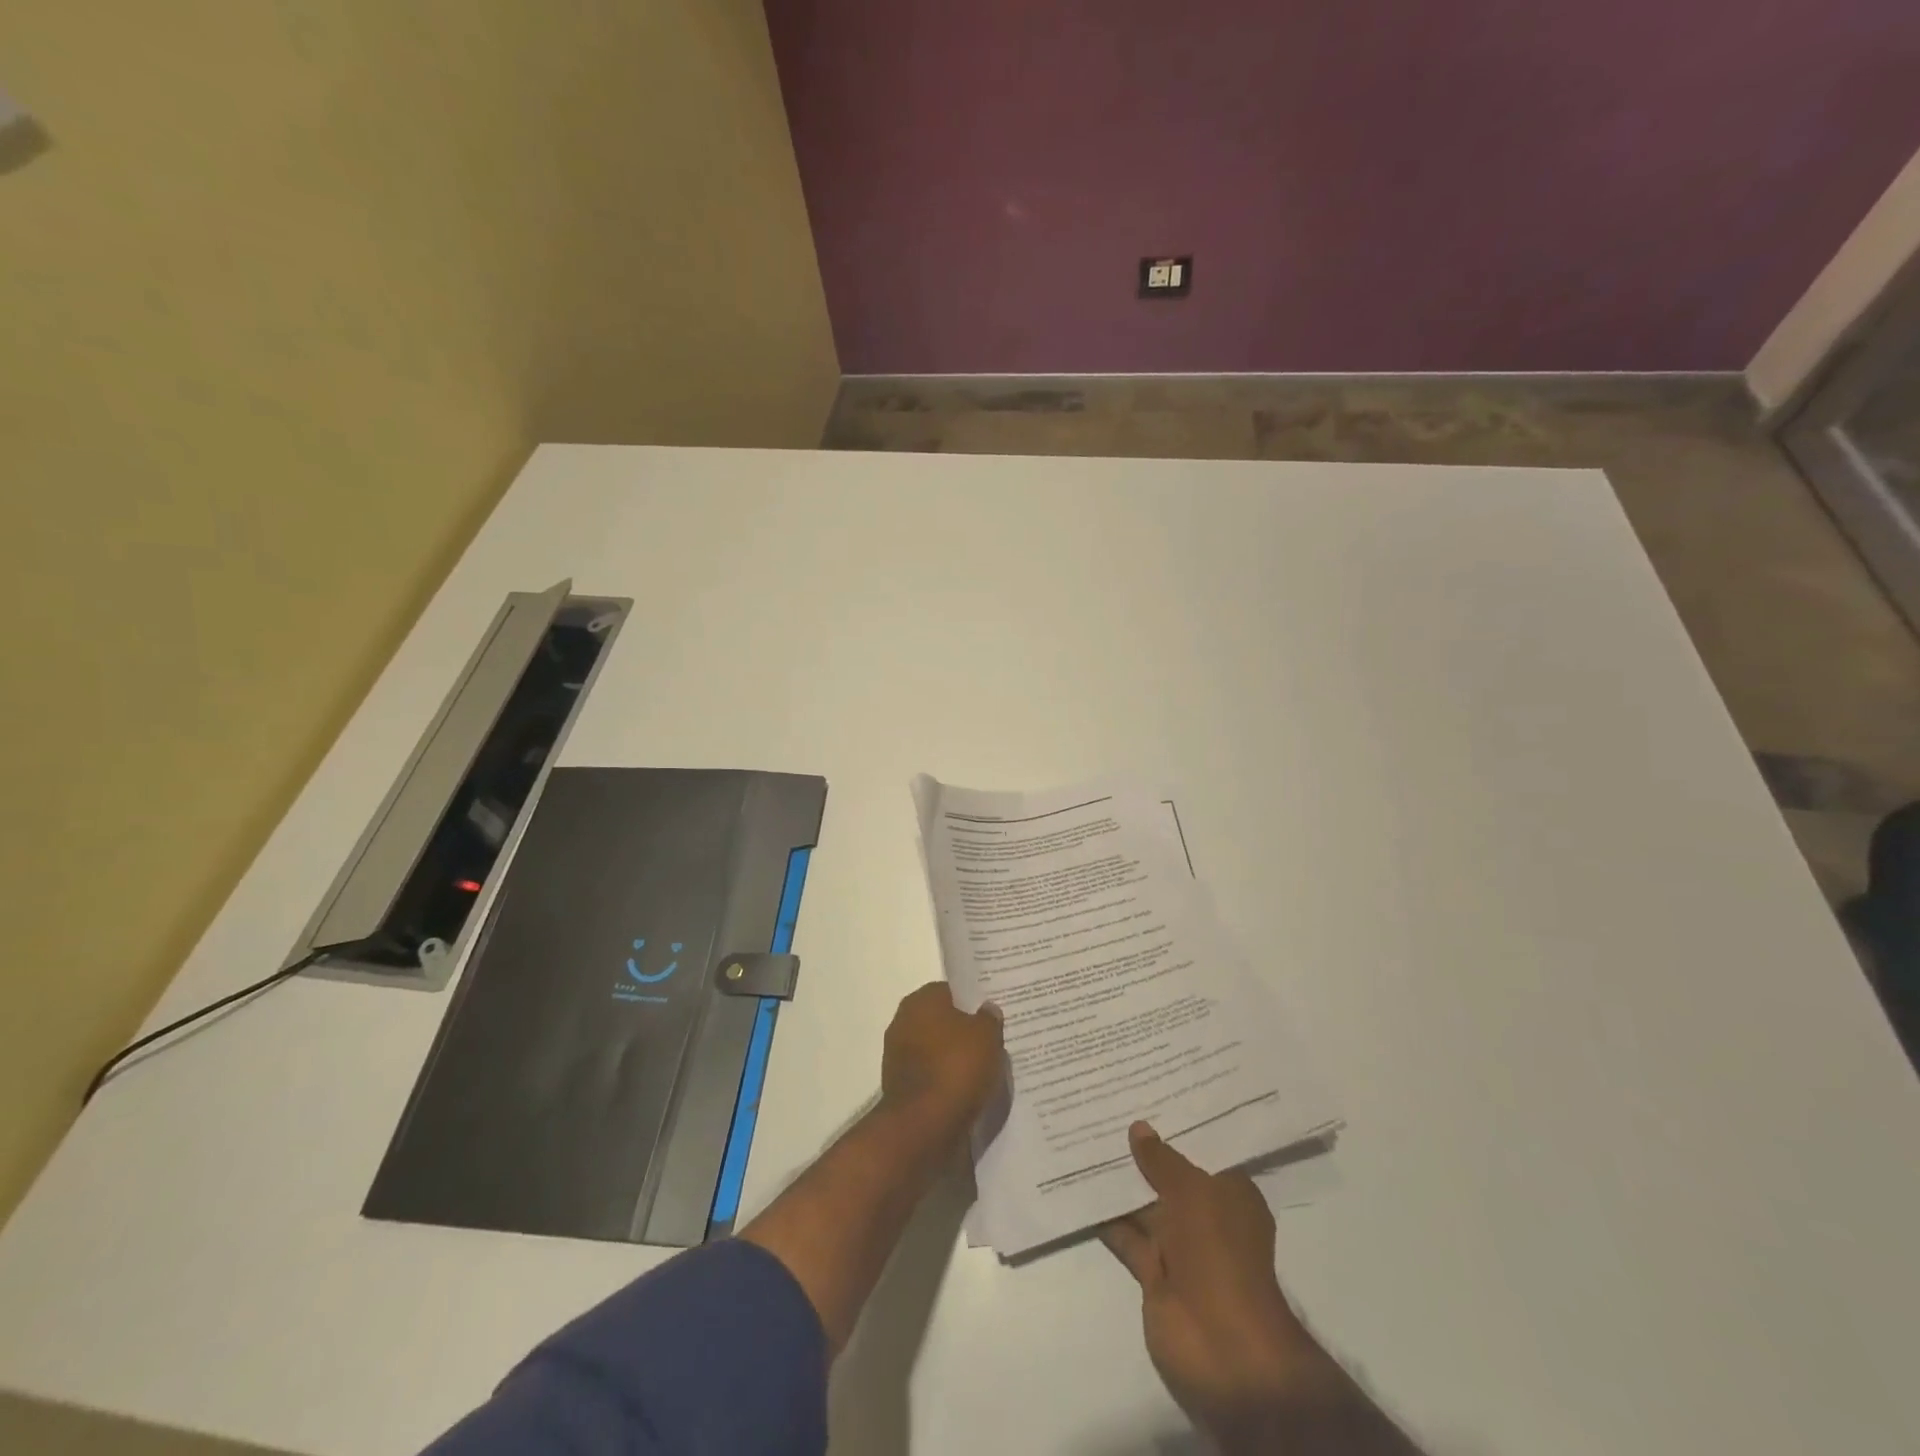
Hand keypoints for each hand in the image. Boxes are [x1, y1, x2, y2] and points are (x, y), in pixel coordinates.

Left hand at [878, 983, 1003, 1149]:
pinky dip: (945, 1082)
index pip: (950, 992)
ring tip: (984, 1070)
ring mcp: (898, 1056)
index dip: (972, 1002)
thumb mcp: (986, 1036)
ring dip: (954, 1058)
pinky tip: (966, 1091)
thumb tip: (987, 1009)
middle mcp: (903, 1021)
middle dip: (963, 1031)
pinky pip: (930, 1076)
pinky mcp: (899, 1087)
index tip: (991, 1015)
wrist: (923, 1126)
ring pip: (935, 1050)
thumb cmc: (955, 1068)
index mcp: (921, 1000)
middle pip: (941, 1021)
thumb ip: (989, 1018)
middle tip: (991, 1042)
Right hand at [1100, 1123, 1348, 1444]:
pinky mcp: (1154, 1273)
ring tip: (1086, 1137)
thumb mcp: (1192, 1191)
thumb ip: (1162, 1159)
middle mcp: (1207, 1217)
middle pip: (1171, 1176)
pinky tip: (1080, 1186)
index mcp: (1231, 1195)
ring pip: (1145, 1205)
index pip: (1204, 1151)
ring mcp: (1180, 1247)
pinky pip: (1127, 1236)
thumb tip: (1138, 1127)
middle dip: (1144, 1150)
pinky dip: (1107, 1217)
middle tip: (1108, 1107)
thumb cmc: (1219, 1253)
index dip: (1179, 1125)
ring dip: (1121, 1182)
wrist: (1222, 1346)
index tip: (1148, 1094)